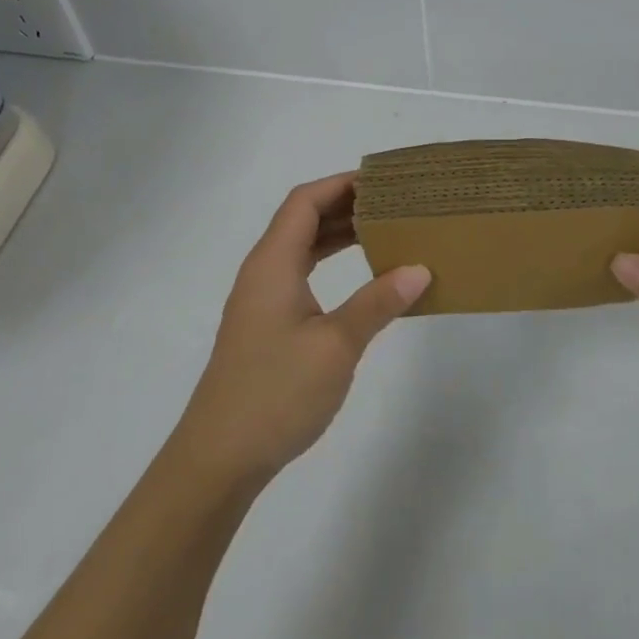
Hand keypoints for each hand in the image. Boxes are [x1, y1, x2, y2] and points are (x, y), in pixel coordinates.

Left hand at [171, 173, 429, 486]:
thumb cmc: (275, 393)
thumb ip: (378, 303)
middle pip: (302, 220)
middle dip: (346, 205)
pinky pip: (302, 276)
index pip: (304, 202)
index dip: (341, 183)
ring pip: (302, 249)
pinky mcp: (268, 326)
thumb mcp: (336, 345)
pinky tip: (361, 277)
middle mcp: (263, 273)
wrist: (219, 458)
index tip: (383, 180)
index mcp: (272, 265)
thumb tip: (420, 269)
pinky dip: (331, 264)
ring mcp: (262, 301)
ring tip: (385, 229)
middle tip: (394, 203)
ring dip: (339, 235)